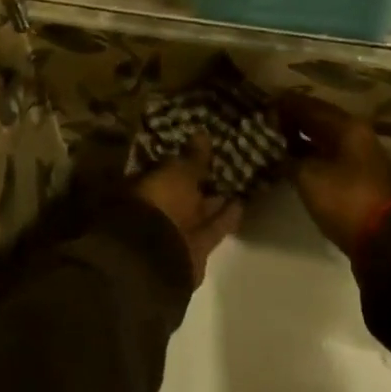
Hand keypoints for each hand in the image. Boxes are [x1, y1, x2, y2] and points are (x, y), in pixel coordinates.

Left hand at [134, 136, 242, 285]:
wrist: (159, 258)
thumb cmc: (162, 203)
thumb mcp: (179, 172)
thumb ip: (193, 156)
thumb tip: (202, 133)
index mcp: (148, 185)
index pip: (166, 167)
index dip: (183, 157)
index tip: (201, 146)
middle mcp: (161, 207)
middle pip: (184, 190)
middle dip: (200, 178)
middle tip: (224, 160)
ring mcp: (178, 229)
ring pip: (200, 209)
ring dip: (216, 197)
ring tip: (239, 179)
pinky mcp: (197, 247)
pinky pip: (214, 227)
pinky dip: (227, 216)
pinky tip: (242, 202)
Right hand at [277, 94, 390, 256]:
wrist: (388, 244)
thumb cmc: (347, 200)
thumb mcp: (309, 177)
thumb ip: (289, 158)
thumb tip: (274, 148)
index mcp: (347, 126)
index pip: (309, 106)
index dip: (284, 105)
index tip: (262, 107)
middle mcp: (357, 135)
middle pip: (320, 120)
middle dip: (293, 121)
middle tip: (266, 124)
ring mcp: (362, 158)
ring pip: (326, 140)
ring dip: (303, 140)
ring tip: (276, 143)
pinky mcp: (362, 180)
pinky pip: (332, 158)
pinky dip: (313, 157)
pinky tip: (296, 164)